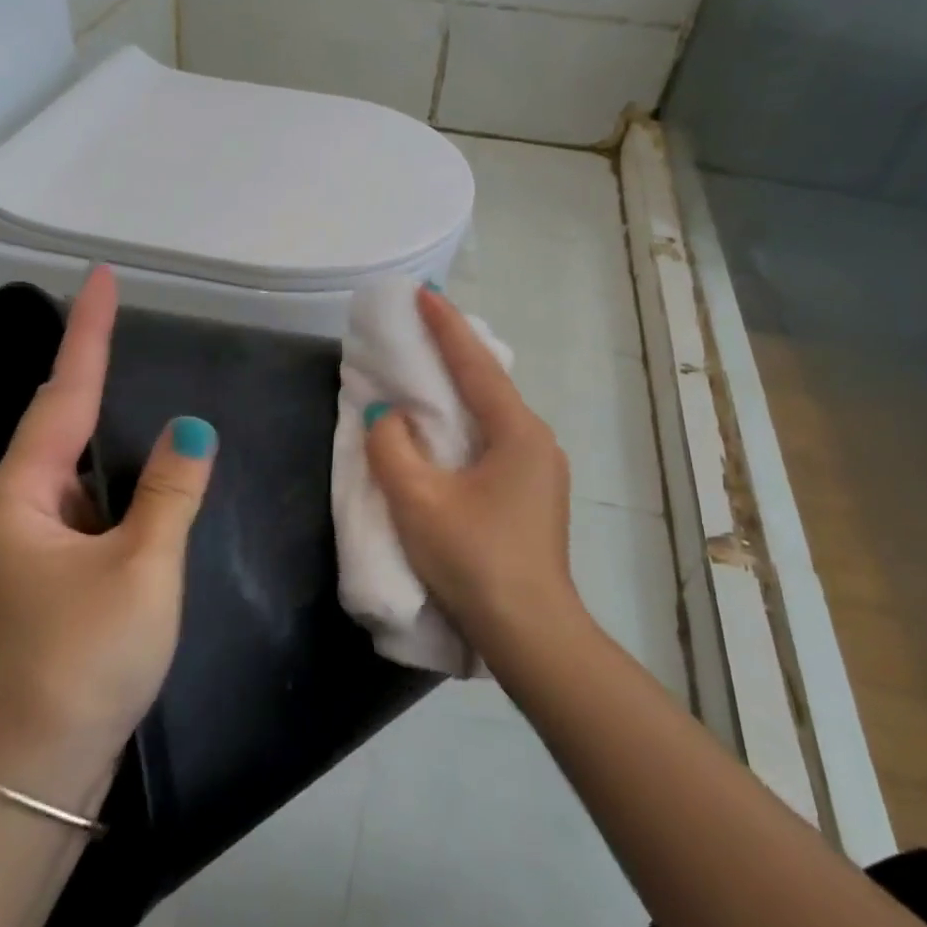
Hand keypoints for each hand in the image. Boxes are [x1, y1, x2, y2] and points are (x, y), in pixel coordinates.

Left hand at [0, 265, 216, 764]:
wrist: (39, 768)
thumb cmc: (85, 661)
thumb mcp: (142, 569)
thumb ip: (171, 491)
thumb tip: (193, 428)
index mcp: (20, 496)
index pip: (64, 394)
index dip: (88, 332)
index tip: (102, 277)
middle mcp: (14, 506)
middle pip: (60, 420)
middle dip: (89, 364)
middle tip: (118, 312)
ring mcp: (28, 538)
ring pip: (74, 461)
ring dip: (101, 418)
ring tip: (126, 366)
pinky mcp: (50, 566)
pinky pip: (86, 497)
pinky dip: (114, 471)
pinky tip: (139, 460)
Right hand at [365, 286, 581, 659]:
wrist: (530, 634)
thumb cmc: (475, 559)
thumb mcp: (419, 501)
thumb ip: (392, 448)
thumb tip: (387, 417)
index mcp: (518, 432)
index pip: (475, 364)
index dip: (446, 326)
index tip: (423, 292)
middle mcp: (536, 441)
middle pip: (488, 384)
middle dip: (453, 354)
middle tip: (419, 328)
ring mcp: (539, 471)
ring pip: (490, 416)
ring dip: (458, 393)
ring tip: (425, 374)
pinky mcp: (531, 496)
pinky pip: (492, 442)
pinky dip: (463, 425)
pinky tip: (443, 433)